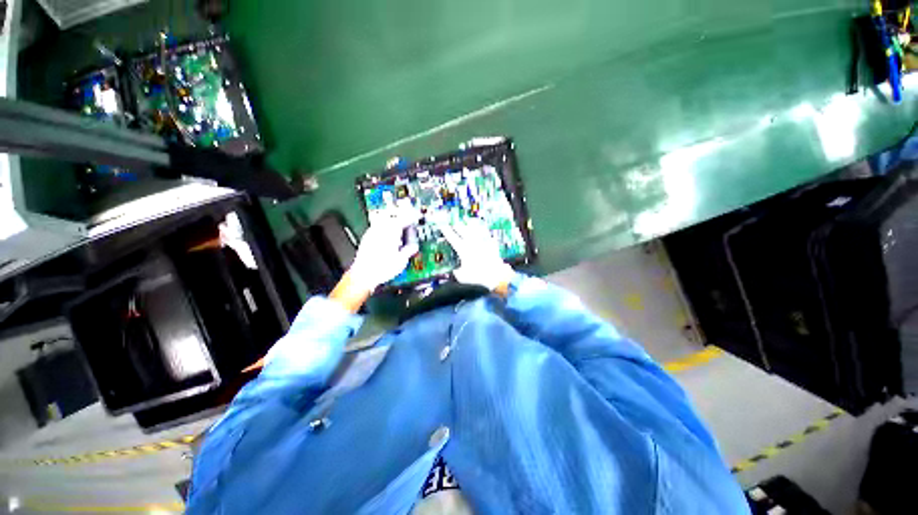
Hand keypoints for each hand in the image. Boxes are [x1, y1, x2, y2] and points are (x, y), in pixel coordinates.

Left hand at [348, 207, 421, 292]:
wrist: (363, 275)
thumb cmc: (381, 268)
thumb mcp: (401, 261)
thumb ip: (408, 251)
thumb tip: (413, 247)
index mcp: (391, 232)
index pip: (403, 220)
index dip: (411, 218)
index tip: (415, 216)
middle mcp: (380, 230)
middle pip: (391, 217)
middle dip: (399, 217)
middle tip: (407, 218)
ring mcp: (371, 233)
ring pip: (382, 220)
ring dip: (391, 221)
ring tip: (397, 228)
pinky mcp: (366, 239)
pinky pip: (376, 227)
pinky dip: (383, 228)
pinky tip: (386, 236)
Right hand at [435, 217, 513, 292]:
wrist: (497, 279)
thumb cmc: (478, 279)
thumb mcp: (462, 277)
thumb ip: (457, 272)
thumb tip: (456, 270)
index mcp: (464, 250)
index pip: (452, 238)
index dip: (447, 231)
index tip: (442, 226)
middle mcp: (474, 244)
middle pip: (464, 231)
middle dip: (458, 226)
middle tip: (454, 223)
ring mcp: (484, 244)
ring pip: (477, 231)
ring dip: (472, 226)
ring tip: (468, 222)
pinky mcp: (493, 247)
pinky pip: (489, 237)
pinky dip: (486, 235)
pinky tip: (486, 233)